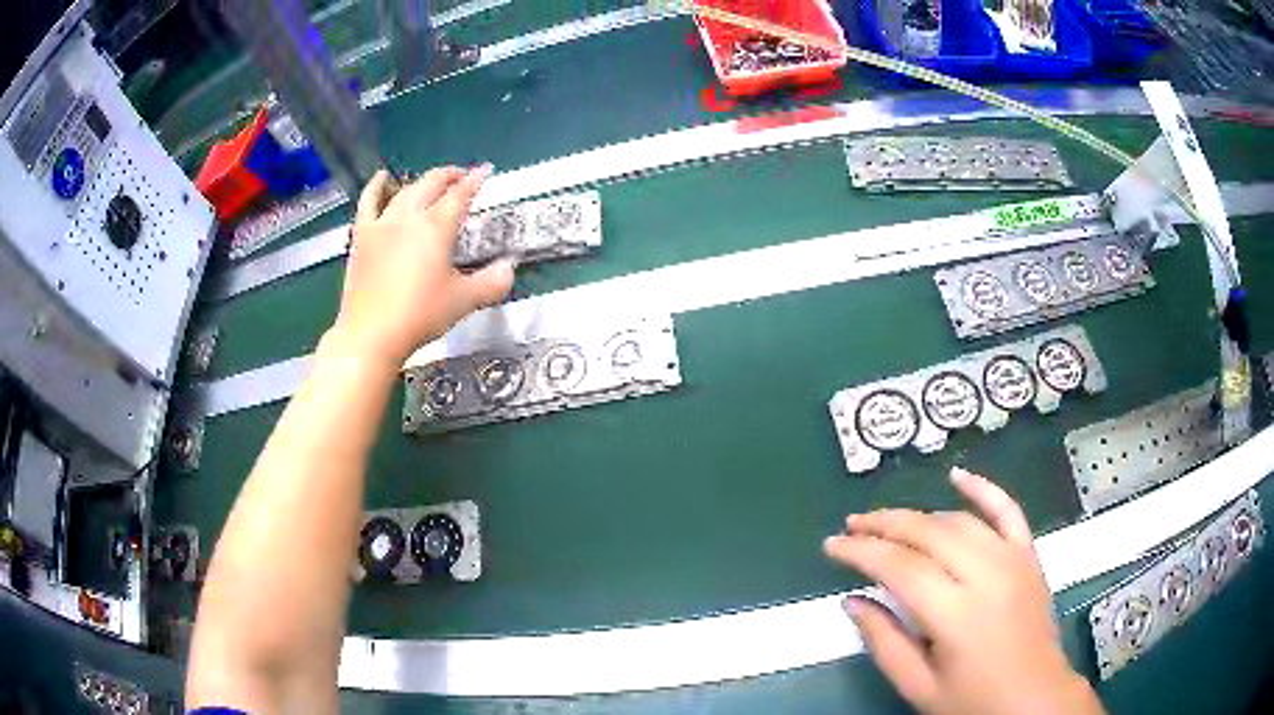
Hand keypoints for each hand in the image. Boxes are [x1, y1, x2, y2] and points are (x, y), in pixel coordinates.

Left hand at [327, 166, 514, 367]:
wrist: (372, 334)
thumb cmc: (420, 316)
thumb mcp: (464, 301)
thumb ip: (492, 282)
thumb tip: (509, 267)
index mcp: (436, 226)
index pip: (460, 194)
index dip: (475, 180)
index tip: (485, 171)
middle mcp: (409, 216)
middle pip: (432, 183)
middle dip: (451, 175)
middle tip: (463, 177)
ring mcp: (382, 224)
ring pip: (404, 190)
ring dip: (421, 181)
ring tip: (432, 182)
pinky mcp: (362, 237)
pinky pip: (368, 202)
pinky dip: (376, 186)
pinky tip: (381, 178)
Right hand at [824, 467, 1103, 714]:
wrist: (1034, 699)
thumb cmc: (972, 702)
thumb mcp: (919, 686)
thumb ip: (884, 641)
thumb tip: (853, 600)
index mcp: (955, 614)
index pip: (899, 567)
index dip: (861, 552)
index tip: (831, 546)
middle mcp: (986, 575)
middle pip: (927, 533)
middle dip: (884, 525)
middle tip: (852, 525)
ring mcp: (1013, 559)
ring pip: (959, 521)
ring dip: (919, 516)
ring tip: (888, 522)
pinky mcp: (1029, 556)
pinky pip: (1007, 511)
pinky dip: (983, 489)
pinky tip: (958, 476)